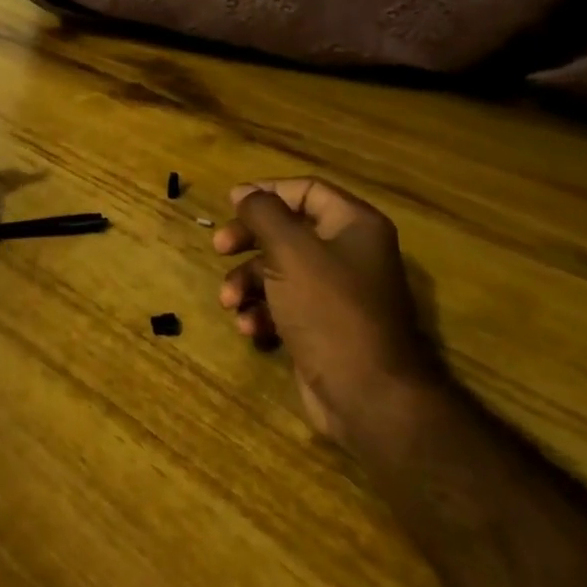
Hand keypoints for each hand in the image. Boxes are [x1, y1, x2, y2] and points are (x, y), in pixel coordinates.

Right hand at [215, 177, 444, 446]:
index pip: (306, 190)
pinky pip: (283, 305)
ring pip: (278, 270)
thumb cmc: (329, 309)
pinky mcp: (322, 326)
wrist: (367, 396)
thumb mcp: (290, 251)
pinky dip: (262, 311)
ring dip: (247, 282)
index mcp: (354, 226)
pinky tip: (250, 328)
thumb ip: (263, 214)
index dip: (266, 192)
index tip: (231, 203)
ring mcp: (336, 293)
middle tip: (219, 248)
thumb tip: (245, 192)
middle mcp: (349, 253)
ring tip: (230, 302)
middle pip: (287, 230)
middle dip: (249, 240)